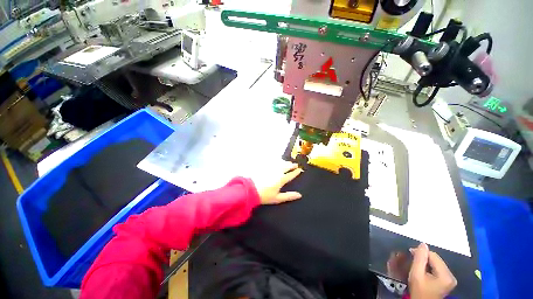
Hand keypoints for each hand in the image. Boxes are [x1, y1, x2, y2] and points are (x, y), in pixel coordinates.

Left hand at [253, 162, 302, 204]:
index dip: (296, 172)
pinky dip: (277, 161)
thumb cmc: (265, 196)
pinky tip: (277, 161)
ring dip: (285, 162)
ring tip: (288, 162)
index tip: (299, 169)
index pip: (291, 174)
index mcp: (281, 179)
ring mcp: (271, 168)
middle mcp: (277, 172)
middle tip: (295, 164)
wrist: (251, 190)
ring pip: (280, 163)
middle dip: (292, 165)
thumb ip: (289, 196)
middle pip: (286, 166)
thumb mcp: (277, 198)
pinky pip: (273, 162)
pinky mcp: (265, 167)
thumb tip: (299, 195)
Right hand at [409, 243, 456, 298]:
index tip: (410, 252)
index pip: (434, 256)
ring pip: (437, 263)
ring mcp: (450, 279)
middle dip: (424, 258)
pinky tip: (424, 270)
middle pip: (436, 259)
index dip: (421, 252)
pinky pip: (438, 268)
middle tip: (413, 259)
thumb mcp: (416, 274)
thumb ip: (419, 259)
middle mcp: (451, 276)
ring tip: (418, 265)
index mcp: (446, 275)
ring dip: (427, 262)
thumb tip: (422, 244)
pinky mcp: (448, 281)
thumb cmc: (419, 290)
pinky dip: (430, 267)